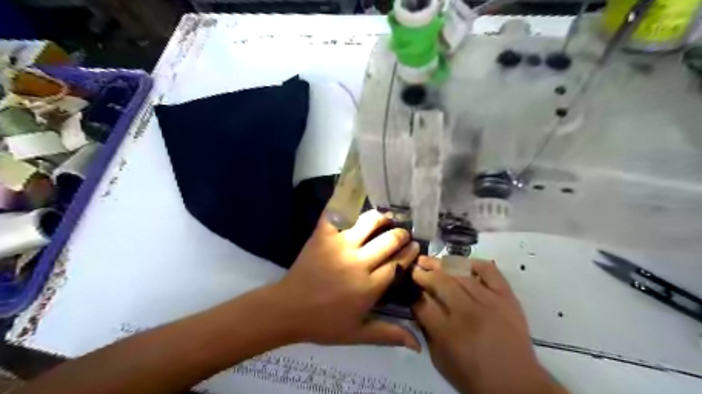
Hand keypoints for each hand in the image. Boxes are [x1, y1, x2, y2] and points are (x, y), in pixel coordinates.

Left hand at [273, 211, 417, 351]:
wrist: (287, 309)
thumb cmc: (323, 323)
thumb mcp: (357, 334)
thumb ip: (388, 334)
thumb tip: (418, 345)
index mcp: (369, 286)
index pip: (398, 263)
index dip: (410, 253)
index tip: (415, 247)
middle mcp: (359, 262)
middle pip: (389, 240)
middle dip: (401, 235)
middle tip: (403, 233)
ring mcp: (340, 245)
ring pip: (368, 222)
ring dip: (381, 218)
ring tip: (386, 218)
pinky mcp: (323, 235)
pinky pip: (336, 213)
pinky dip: (345, 205)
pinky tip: (353, 204)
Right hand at [413, 259, 562, 393]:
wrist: (516, 385)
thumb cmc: (473, 376)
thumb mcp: (439, 359)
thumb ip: (426, 331)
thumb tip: (419, 305)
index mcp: (448, 333)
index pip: (423, 303)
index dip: (412, 291)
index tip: (408, 284)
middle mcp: (467, 313)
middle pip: (439, 282)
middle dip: (422, 273)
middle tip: (415, 269)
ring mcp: (489, 302)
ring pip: (459, 273)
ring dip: (440, 264)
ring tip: (429, 260)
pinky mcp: (506, 297)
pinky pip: (489, 270)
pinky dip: (473, 263)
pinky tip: (461, 262)